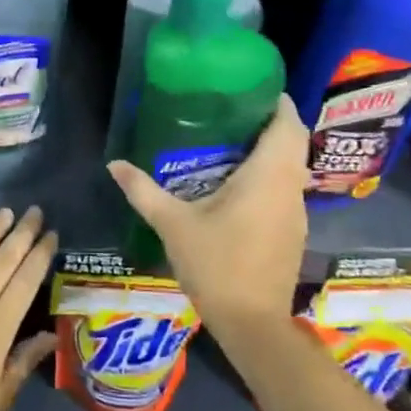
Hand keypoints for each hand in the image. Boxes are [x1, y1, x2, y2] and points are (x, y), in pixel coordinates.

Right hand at [107, 95, 308, 331]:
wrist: (252, 323)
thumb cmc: (216, 265)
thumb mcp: (173, 225)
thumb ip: (144, 191)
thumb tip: (114, 164)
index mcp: (268, 177)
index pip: (288, 125)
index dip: (277, 102)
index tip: (255, 87)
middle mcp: (290, 188)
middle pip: (294, 143)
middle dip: (272, 123)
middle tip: (236, 111)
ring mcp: (296, 212)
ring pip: (293, 167)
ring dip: (273, 151)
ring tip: (234, 141)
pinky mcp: (293, 232)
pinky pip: (287, 189)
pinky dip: (271, 176)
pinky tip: (240, 185)